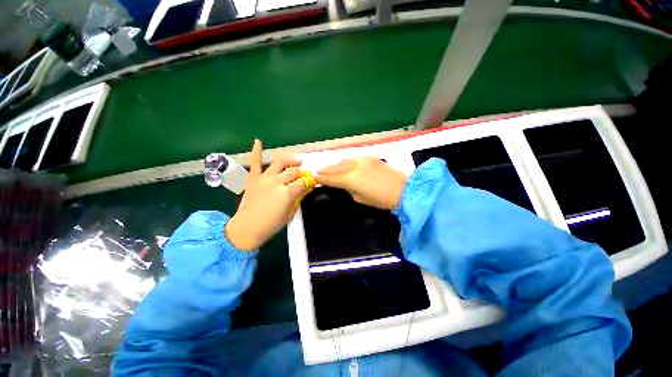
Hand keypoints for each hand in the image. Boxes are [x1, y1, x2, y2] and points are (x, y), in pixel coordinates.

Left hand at [225, 139, 306, 250]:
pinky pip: (255, 162)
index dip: (310, 181)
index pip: (303, 182)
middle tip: (305, 174)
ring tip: (296, 161)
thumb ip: (298, 198)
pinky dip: (256, 151)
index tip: (314, 181)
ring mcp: (264, 178)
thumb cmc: (271, 225)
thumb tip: (306, 188)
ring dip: (290, 160)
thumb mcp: (290, 213)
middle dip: (302, 172)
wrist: (246, 228)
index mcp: (287, 192)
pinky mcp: (253, 178)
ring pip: (280, 163)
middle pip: (293, 171)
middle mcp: (277, 182)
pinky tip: (258, 141)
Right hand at [316, 157, 407, 209]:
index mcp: (350, 179)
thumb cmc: (381, 199)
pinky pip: (353, 159)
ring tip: (328, 168)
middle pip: (335, 168)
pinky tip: (344, 165)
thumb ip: (349, 189)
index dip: (321, 179)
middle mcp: (353, 166)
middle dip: (325, 170)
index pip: (331, 178)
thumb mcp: (360, 198)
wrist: (403, 189)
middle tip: (318, 172)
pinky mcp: (369, 157)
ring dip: (335, 165)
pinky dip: (345, 162)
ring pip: (343, 161)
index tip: (314, 178)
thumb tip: (344, 184)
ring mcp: (362, 159)